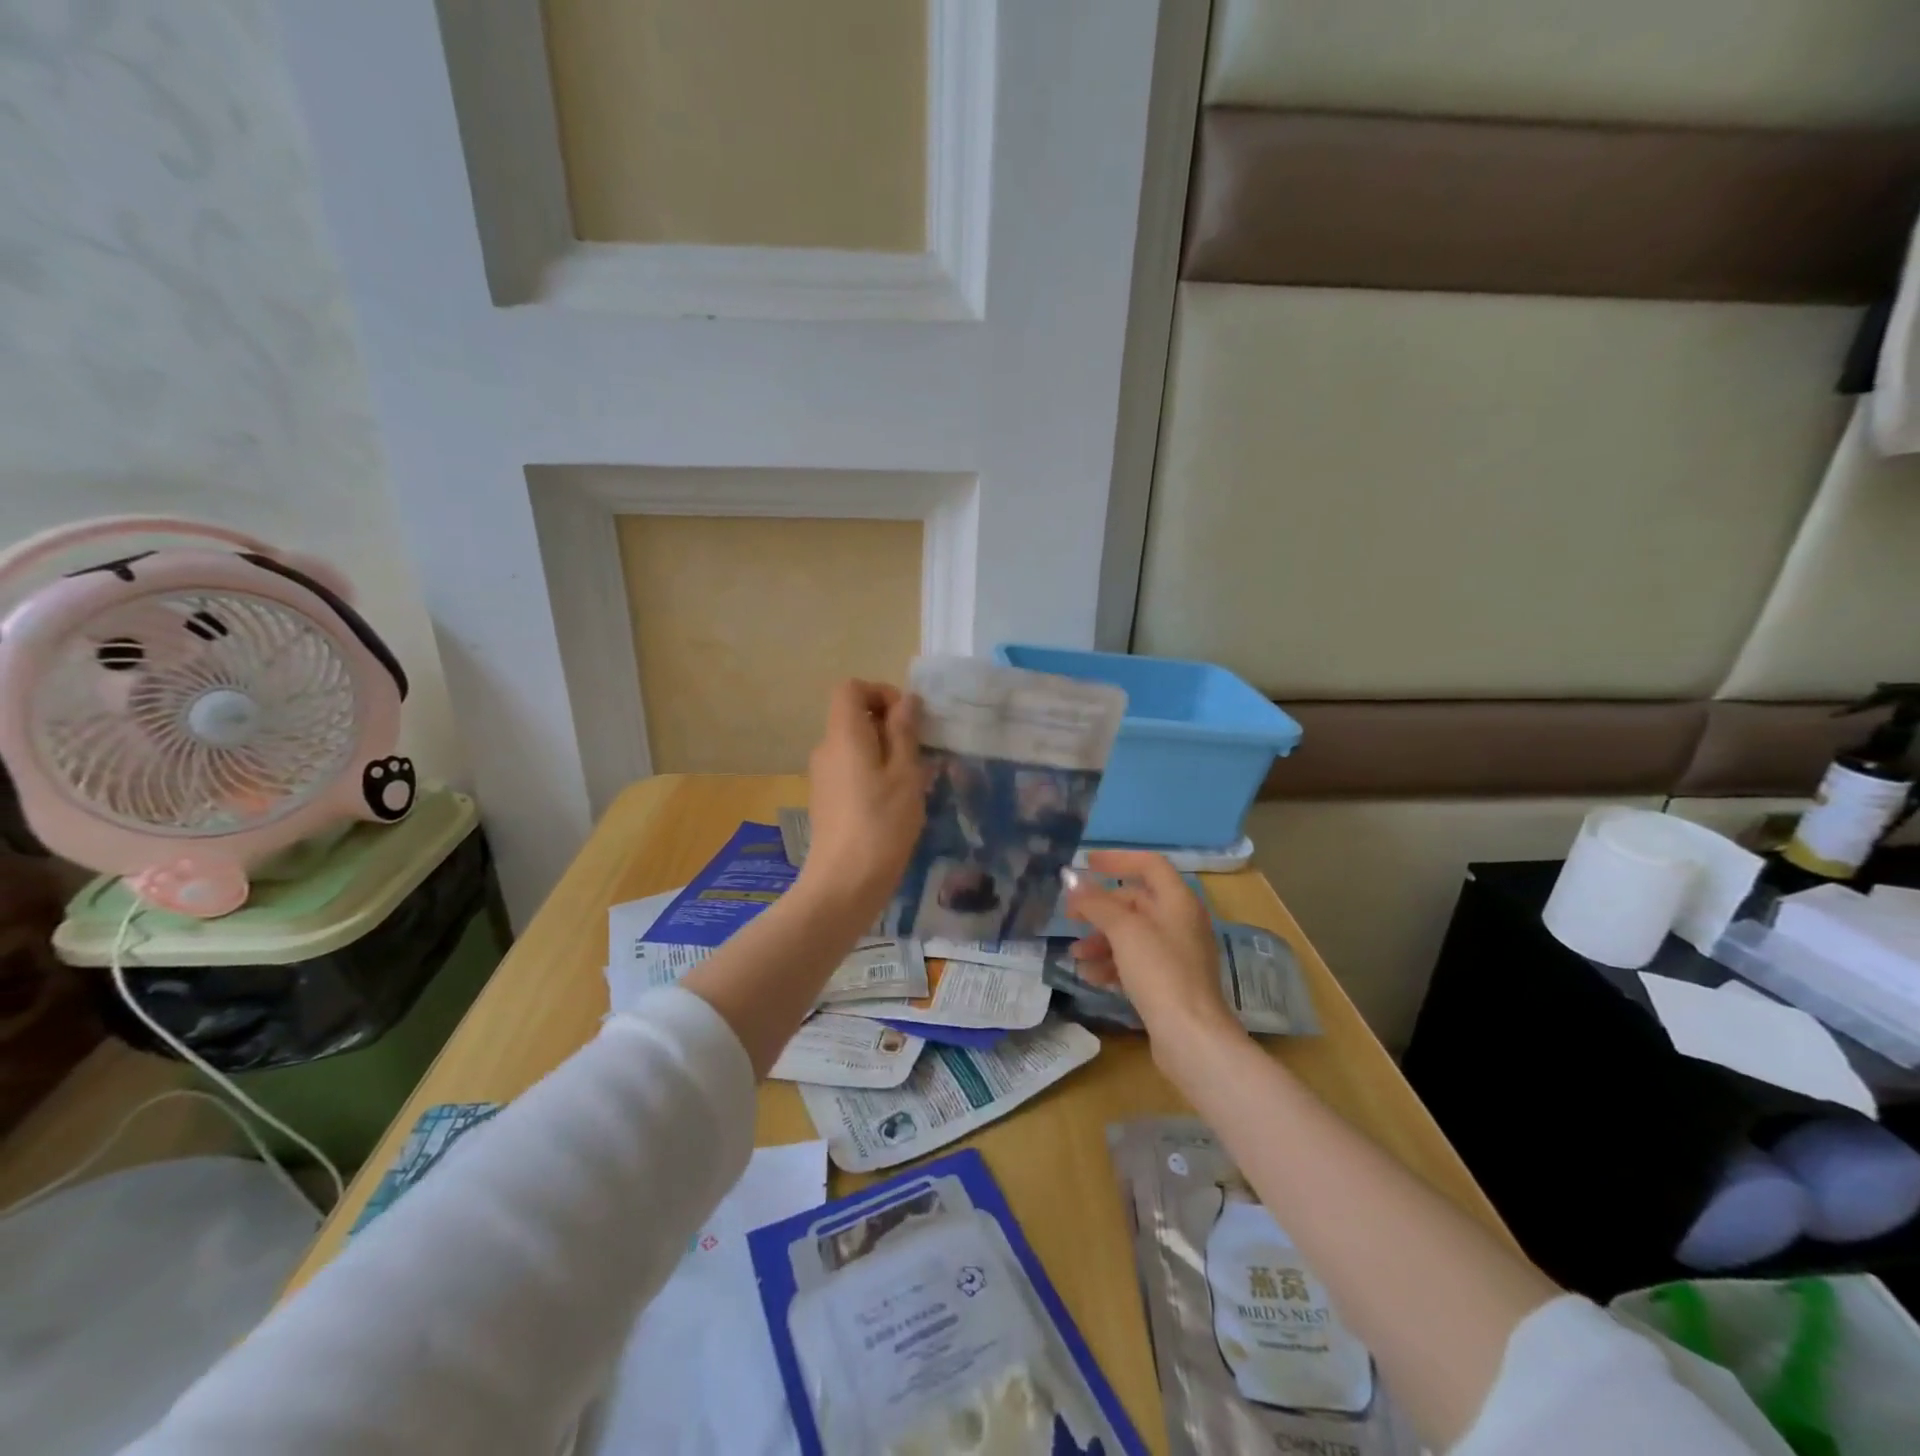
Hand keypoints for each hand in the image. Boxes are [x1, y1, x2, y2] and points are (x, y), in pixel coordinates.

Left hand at [799, 680, 924, 923]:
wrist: (843, 885)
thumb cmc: (881, 824)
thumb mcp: (906, 775)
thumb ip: (904, 733)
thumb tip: (905, 702)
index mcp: (844, 735)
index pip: (850, 689)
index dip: (880, 692)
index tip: (909, 719)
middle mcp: (826, 749)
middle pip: (853, 717)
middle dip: (889, 725)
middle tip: (920, 753)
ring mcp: (822, 777)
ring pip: (855, 746)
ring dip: (885, 752)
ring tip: (914, 782)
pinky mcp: (826, 800)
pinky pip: (851, 770)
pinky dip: (873, 774)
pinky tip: (896, 805)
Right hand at [1066, 850, 1241, 1057]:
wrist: (1192, 1037)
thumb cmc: (1160, 972)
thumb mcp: (1123, 930)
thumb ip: (1096, 902)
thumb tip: (1071, 878)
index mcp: (1178, 901)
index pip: (1149, 865)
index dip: (1117, 859)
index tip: (1086, 864)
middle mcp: (1181, 922)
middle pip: (1136, 902)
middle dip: (1100, 909)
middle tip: (1070, 917)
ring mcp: (1177, 954)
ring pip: (1132, 935)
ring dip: (1101, 940)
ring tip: (1077, 956)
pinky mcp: (1170, 982)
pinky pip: (1136, 962)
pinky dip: (1113, 963)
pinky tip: (1091, 977)